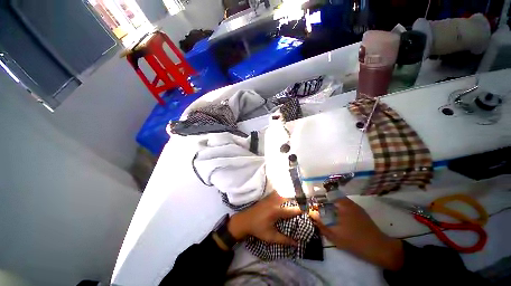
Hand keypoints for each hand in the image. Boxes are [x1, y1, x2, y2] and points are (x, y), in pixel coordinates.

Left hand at [228, 192, 301, 244]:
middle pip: (290, 199)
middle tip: (304, 209)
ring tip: (297, 206)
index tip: (311, 212)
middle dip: (298, 203)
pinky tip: (287, 201)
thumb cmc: (257, 229)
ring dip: (291, 199)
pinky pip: (280, 193)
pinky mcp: (268, 196)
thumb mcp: (270, 237)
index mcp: (277, 211)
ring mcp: (271, 197)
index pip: (293, 209)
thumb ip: (284, 240)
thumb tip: (297, 243)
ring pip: (285, 195)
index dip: (303, 210)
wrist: (245, 219)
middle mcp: (275, 201)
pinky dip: (285, 196)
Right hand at [311, 198, 403, 270]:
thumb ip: (321, 225)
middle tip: (317, 208)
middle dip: (323, 200)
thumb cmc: (355, 241)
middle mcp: (349, 202)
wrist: (379, 248)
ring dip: (330, 204)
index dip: (318, 196)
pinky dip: (338, 208)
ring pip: (338, 201)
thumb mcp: (334, 236)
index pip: (326, 194)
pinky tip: (336, 217)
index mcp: (343, 205)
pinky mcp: (359, 212)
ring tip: (324, 212)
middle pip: (332, 196)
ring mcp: (355, 207)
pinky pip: (344, 205)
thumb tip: (311, 216)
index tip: (312, 201)